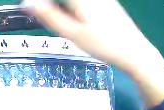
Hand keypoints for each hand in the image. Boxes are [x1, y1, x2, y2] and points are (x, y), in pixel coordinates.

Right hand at [23, 0, 163, 107]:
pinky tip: (82, 19)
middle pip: (63, 0)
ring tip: (69, 22)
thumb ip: (49, 16)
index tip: (35, 9)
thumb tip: (27, 3)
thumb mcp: (74, 34)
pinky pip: (84, 2)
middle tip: (51, 16)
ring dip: (64, 8)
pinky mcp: (105, 0)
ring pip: (73, 1)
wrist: (136, 52)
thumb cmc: (106, 45)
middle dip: (54, 7)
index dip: (41, 3)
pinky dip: (75, 7)